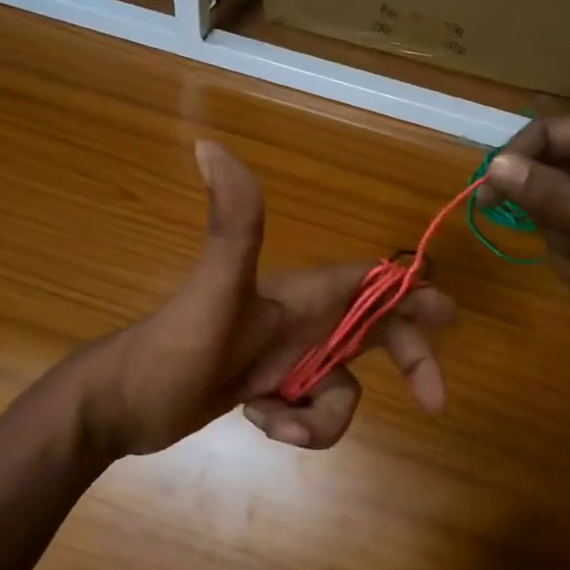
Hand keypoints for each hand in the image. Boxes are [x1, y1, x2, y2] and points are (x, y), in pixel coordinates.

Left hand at [77, 141, 455, 454]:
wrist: (120, 406)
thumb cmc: (170, 351)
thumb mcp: (211, 293)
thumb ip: (232, 226)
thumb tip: (211, 143)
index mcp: (298, 295)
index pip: (370, 284)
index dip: (412, 294)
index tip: (449, 317)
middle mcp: (299, 321)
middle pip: (374, 335)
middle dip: (406, 362)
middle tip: (433, 401)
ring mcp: (285, 358)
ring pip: (341, 386)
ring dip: (323, 417)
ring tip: (277, 421)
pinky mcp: (270, 388)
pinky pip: (310, 411)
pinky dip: (296, 425)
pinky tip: (261, 423)